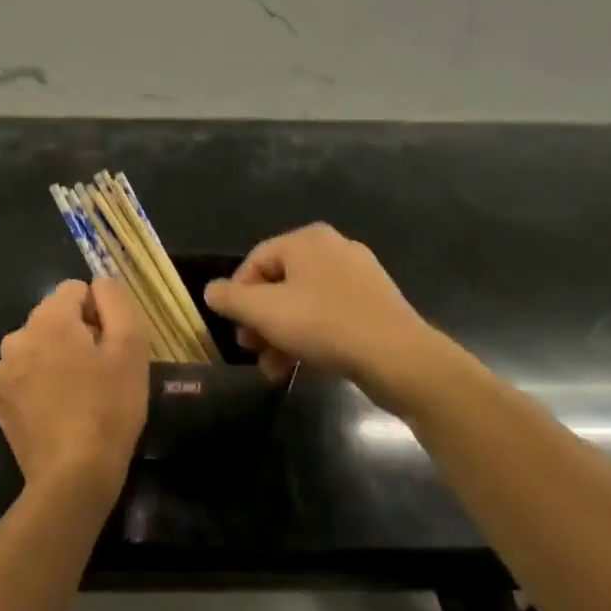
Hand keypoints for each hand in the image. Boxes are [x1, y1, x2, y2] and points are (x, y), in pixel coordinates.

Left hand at [0, 278, 148, 499]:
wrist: (72, 476)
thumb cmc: (108, 408)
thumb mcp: (130, 348)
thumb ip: (116, 302)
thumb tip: (100, 284)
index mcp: (47, 320)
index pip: (74, 289)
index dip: (99, 312)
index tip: (111, 346)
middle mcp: (16, 338)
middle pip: (54, 318)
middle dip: (77, 335)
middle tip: (101, 372)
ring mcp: (2, 372)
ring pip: (39, 347)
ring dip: (58, 359)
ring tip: (82, 394)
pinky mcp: (0, 401)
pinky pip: (26, 376)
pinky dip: (43, 384)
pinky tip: (62, 412)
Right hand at [203, 224, 438, 402]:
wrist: (398, 358)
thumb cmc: (323, 325)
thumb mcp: (264, 312)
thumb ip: (230, 298)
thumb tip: (211, 291)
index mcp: (307, 241)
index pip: (255, 261)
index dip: (237, 295)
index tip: (233, 327)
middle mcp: (334, 250)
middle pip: (279, 284)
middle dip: (260, 321)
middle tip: (251, 350)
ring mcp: (358, 278)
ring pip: (303, 305)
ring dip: (281, 337)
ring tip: (272, 370)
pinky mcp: (374, 306)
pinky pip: (329, 318)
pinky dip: (309, 339)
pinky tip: (300, 369)